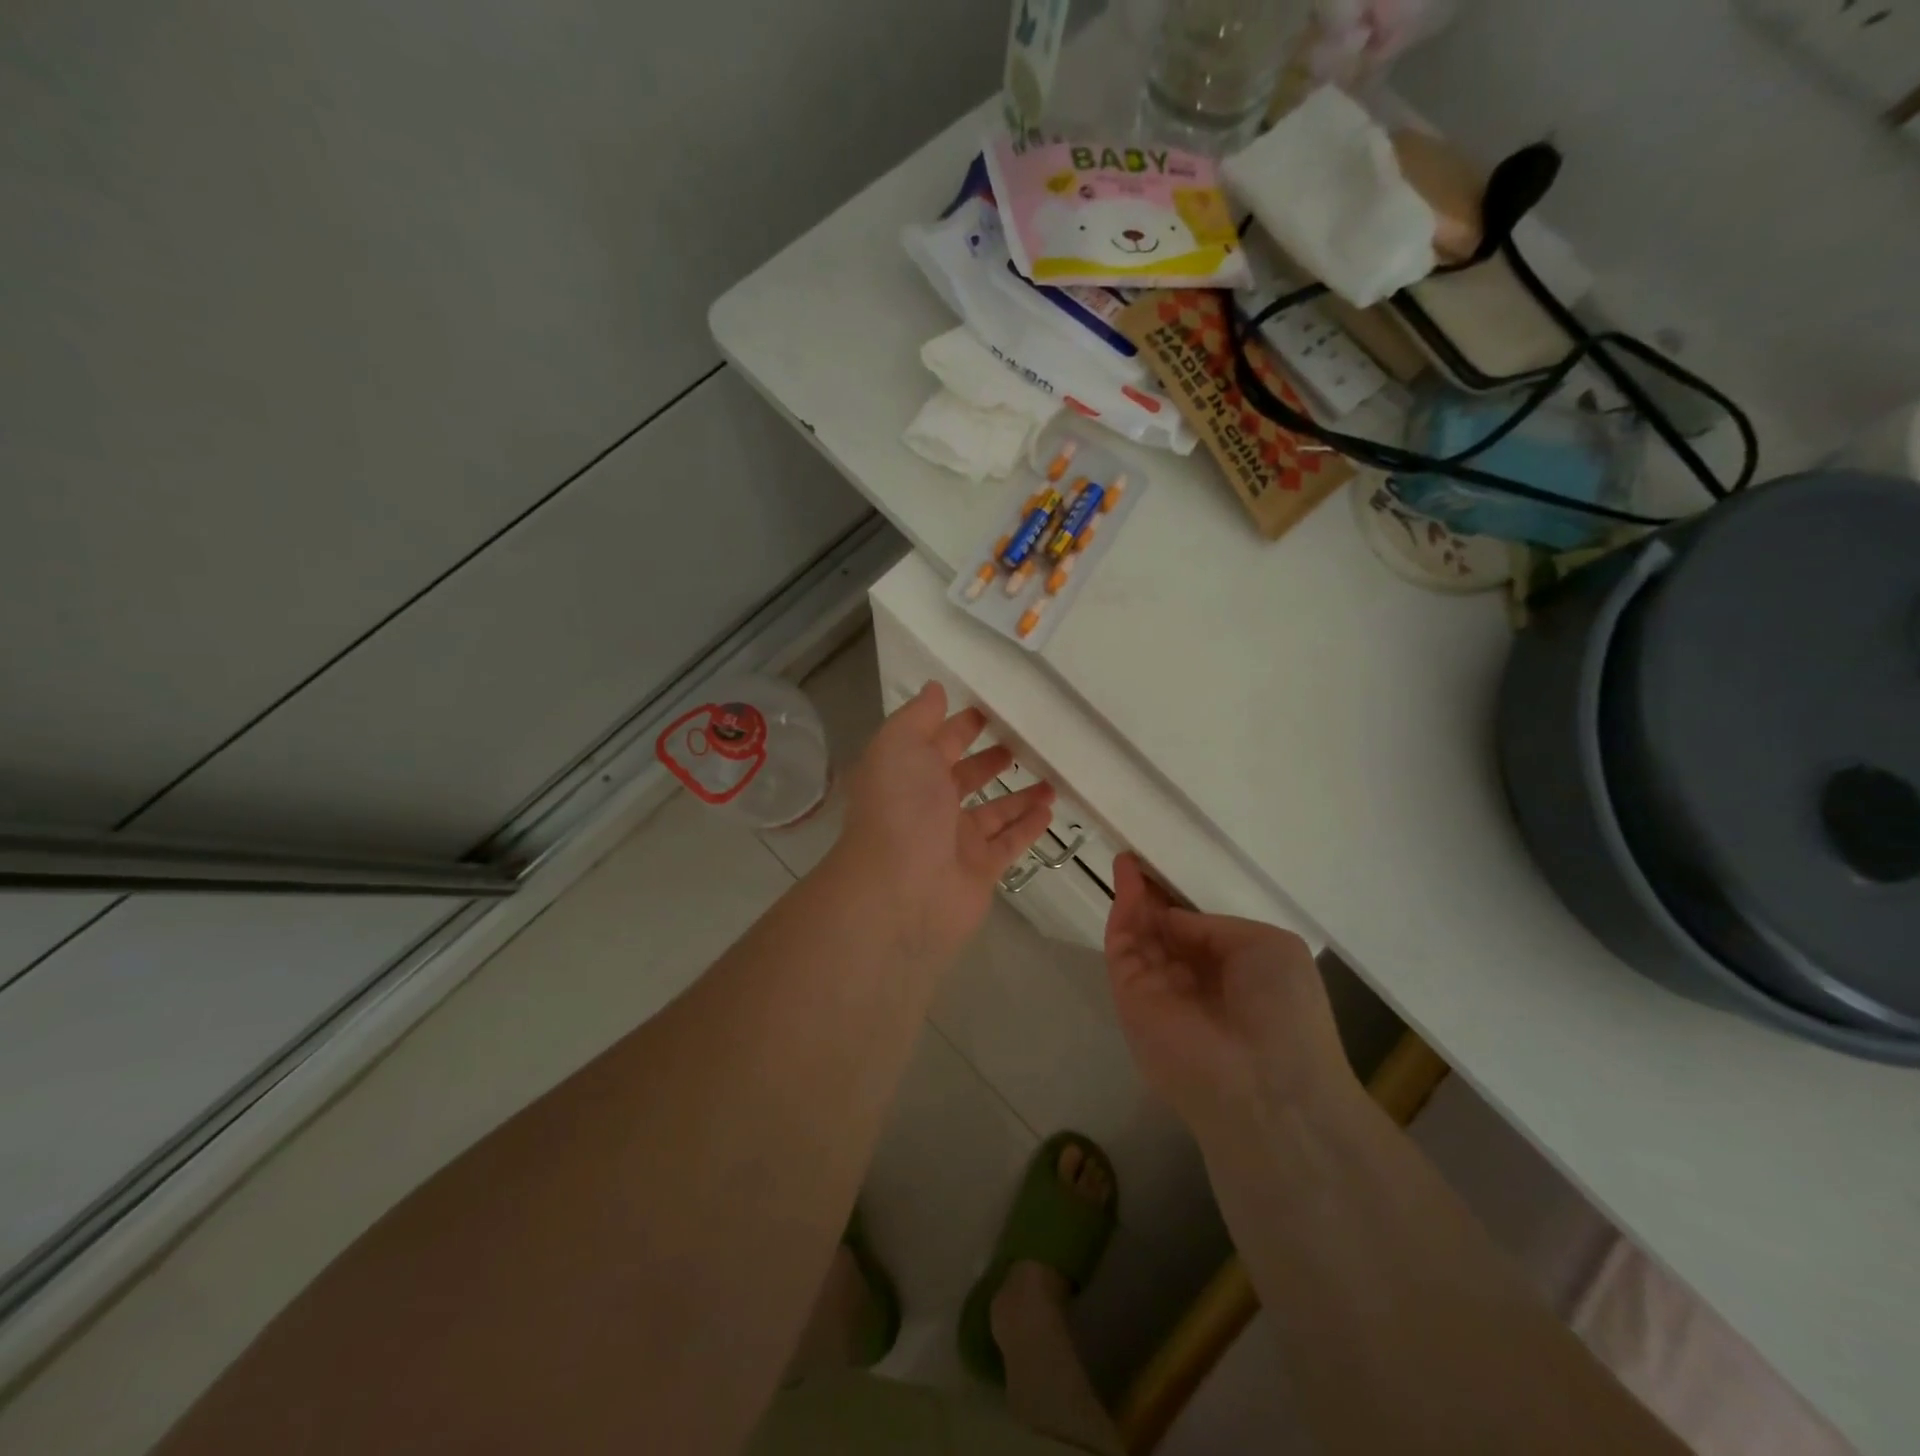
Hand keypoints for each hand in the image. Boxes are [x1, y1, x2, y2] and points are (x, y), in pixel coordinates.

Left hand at [835, 683, 1054, 961]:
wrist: (901, 890)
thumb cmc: (901, 809)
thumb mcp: (899, 745)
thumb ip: (918, 716)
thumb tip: (934, 690)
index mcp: (907, 774)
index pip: (936, 742)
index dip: (959, 725)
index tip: (990, 709)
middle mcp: (929, 806)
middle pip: (965, 777)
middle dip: (991, 759)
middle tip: (1027, 741)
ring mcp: (956, 840)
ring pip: (993, 811)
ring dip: (1019, 793)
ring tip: (1052, 775)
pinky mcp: (981, 869)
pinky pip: (1010, 842)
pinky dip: (1029, 827)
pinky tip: (1051, 809)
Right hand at [1104, 853, 1351, 1138]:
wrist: (1264, 1084)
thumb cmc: (1284, 1010)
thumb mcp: (1269, 947)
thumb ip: (1215, 927)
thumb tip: (1172, 920)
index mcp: (1233, 974)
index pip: (1198, 932)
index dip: (1181, 900)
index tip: (1167, 869)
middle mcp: (1193, 983)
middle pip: (1164, 932)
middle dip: (1151, 896)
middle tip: (1139, 859)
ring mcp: (1159, 991)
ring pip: (1140, 937)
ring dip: (1132, 898)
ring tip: (1127, 859)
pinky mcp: (1129, 997)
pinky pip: (1122, 947)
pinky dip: (1121, 912)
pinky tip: (1126, 878)